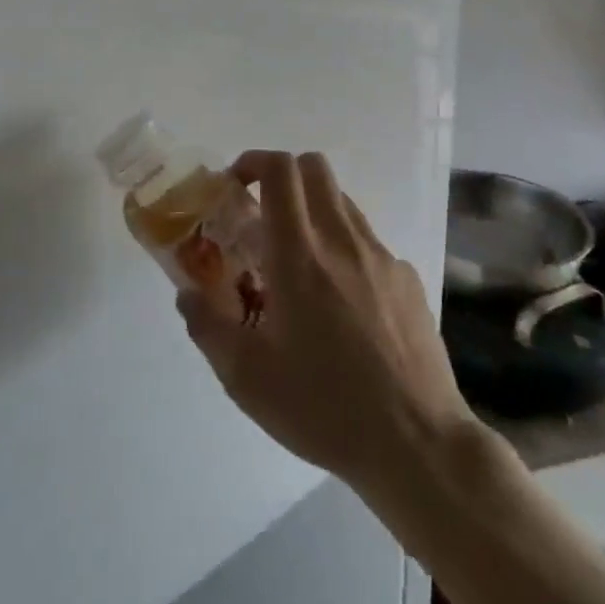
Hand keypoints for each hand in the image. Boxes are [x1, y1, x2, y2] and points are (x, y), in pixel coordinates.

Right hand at [178, 151, 479, 492]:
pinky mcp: (407, 279)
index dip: (253, 161)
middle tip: (261, 216)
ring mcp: (382, 256)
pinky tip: (342, 306)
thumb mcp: (246, 378)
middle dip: (282, 176)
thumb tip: (188, 293)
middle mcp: (343, 240)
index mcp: (300, 255)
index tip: (235, 185)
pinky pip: (368, 243)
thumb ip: (207, 326)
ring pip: (343, 202)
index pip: (281, 170)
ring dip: (313, 211)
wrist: (415, 442)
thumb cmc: (323, 407)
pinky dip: (344, 250)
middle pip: (315, 168)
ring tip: (297, 265)